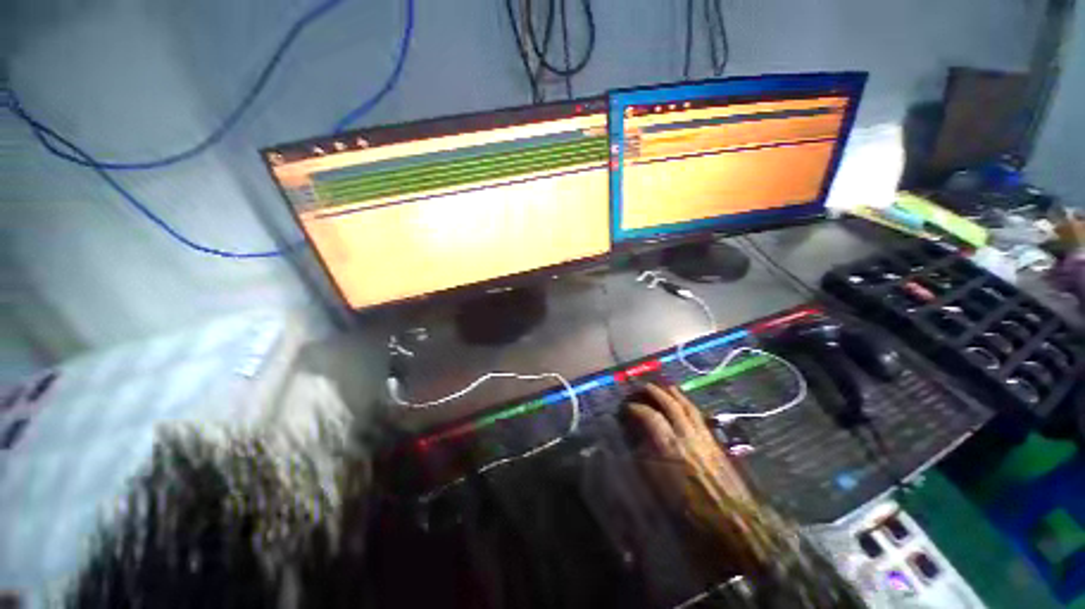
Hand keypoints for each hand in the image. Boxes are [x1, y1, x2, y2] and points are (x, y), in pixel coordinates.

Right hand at [625, 383, 751, 509]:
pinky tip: (685, 404)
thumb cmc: (692, 510)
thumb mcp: (662, 489)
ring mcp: (703, 436)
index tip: (627, 406)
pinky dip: (688, 404)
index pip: (651, 417)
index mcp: (672, 448)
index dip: (637, 408)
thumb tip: (636, 444)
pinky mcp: (715, 441)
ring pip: (688, 407)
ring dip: (674, 394)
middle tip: (644, 386)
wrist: (734, 519)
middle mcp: (688, 436)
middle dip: (656, 392)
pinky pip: (699, 415)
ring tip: (664, 387)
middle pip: (671, 405)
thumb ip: (647, 462)